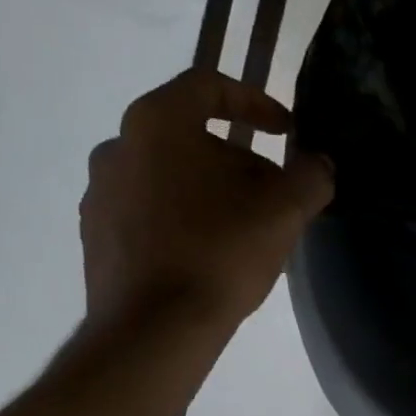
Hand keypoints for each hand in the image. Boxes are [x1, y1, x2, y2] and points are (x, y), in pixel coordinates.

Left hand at [80, 69, 333, 333]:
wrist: (153, 330)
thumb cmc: (220, 254)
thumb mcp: (284, 211)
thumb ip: (310, 176)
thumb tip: (319, 164)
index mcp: (157, 123)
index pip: (208, 86)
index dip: (256, 102)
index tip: (287, 131)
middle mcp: (117, 147)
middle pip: (189, 137)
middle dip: (238, 159)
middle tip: (274, 193)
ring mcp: (100, 194)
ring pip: (168, 177)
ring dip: (210, 192)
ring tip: (244, 229)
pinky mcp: (96, 237)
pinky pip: (148, 213)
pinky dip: (181, 220)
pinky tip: (208, 255)